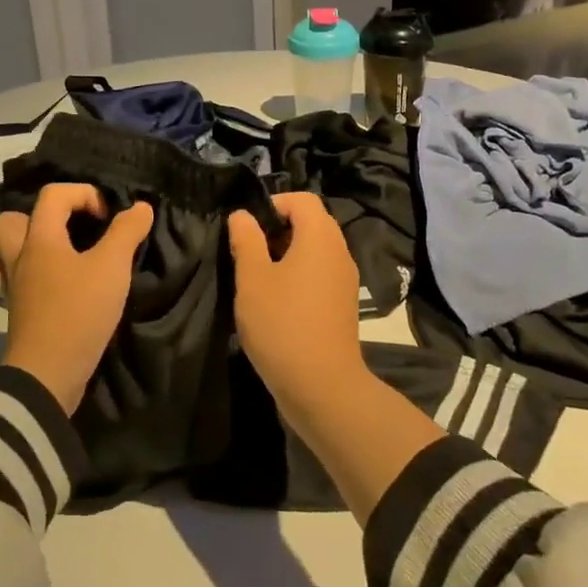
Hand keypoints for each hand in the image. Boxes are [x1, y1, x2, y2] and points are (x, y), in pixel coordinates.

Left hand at [0, 184, 152, 416]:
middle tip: (70, 229)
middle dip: (39, 216)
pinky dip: (26, 277)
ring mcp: (11, 287)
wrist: (47, 374)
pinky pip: (10, 282)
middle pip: (10, 220)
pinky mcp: (14, 313)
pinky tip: (49, 285)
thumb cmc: (78, 312)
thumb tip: (141, 206)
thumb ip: (127, 232)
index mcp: (39, 239)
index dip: (84, 194)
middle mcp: (18, 257)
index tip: (109, 217)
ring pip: (2, 253)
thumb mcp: (112, 268)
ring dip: (25, 246)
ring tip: (55, 254)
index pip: (53, 194)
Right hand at [227, 193, 365, 408]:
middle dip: (278, 229)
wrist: (322, 387)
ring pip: (315, 250)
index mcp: (320, 237)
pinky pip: (320, 273)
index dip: (273, 203)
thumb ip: (246, 241)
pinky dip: (299, 275)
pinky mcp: (343, 304)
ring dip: (287, 254)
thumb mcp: (253, 279)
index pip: (302, 199)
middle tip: (249, 251)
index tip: (247, 227)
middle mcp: (339, 252)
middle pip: (311, 222)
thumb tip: (242, 215)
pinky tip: (276, 301)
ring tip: (258, 277)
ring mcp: (345, 280)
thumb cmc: (282, 325)